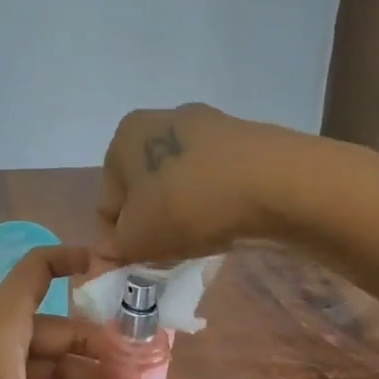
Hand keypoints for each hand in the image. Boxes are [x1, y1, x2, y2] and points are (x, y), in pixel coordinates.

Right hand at [97, 104, 305, 263]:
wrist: (271, 183)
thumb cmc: (186, 205)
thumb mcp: (137, 239)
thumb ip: (115, 249)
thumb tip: (107, 252)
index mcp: (126, 136)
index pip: (109, 200)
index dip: (118, 237)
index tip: (138, 260)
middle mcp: (164, 118)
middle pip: (147, 187)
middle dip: (154, 222)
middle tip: (169, 253)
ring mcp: (209, 126)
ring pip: (183, 183)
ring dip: (185, 213)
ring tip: (202, 240)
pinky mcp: (246, 141)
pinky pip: (217, 180)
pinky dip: (216, 203)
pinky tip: (228, 223)